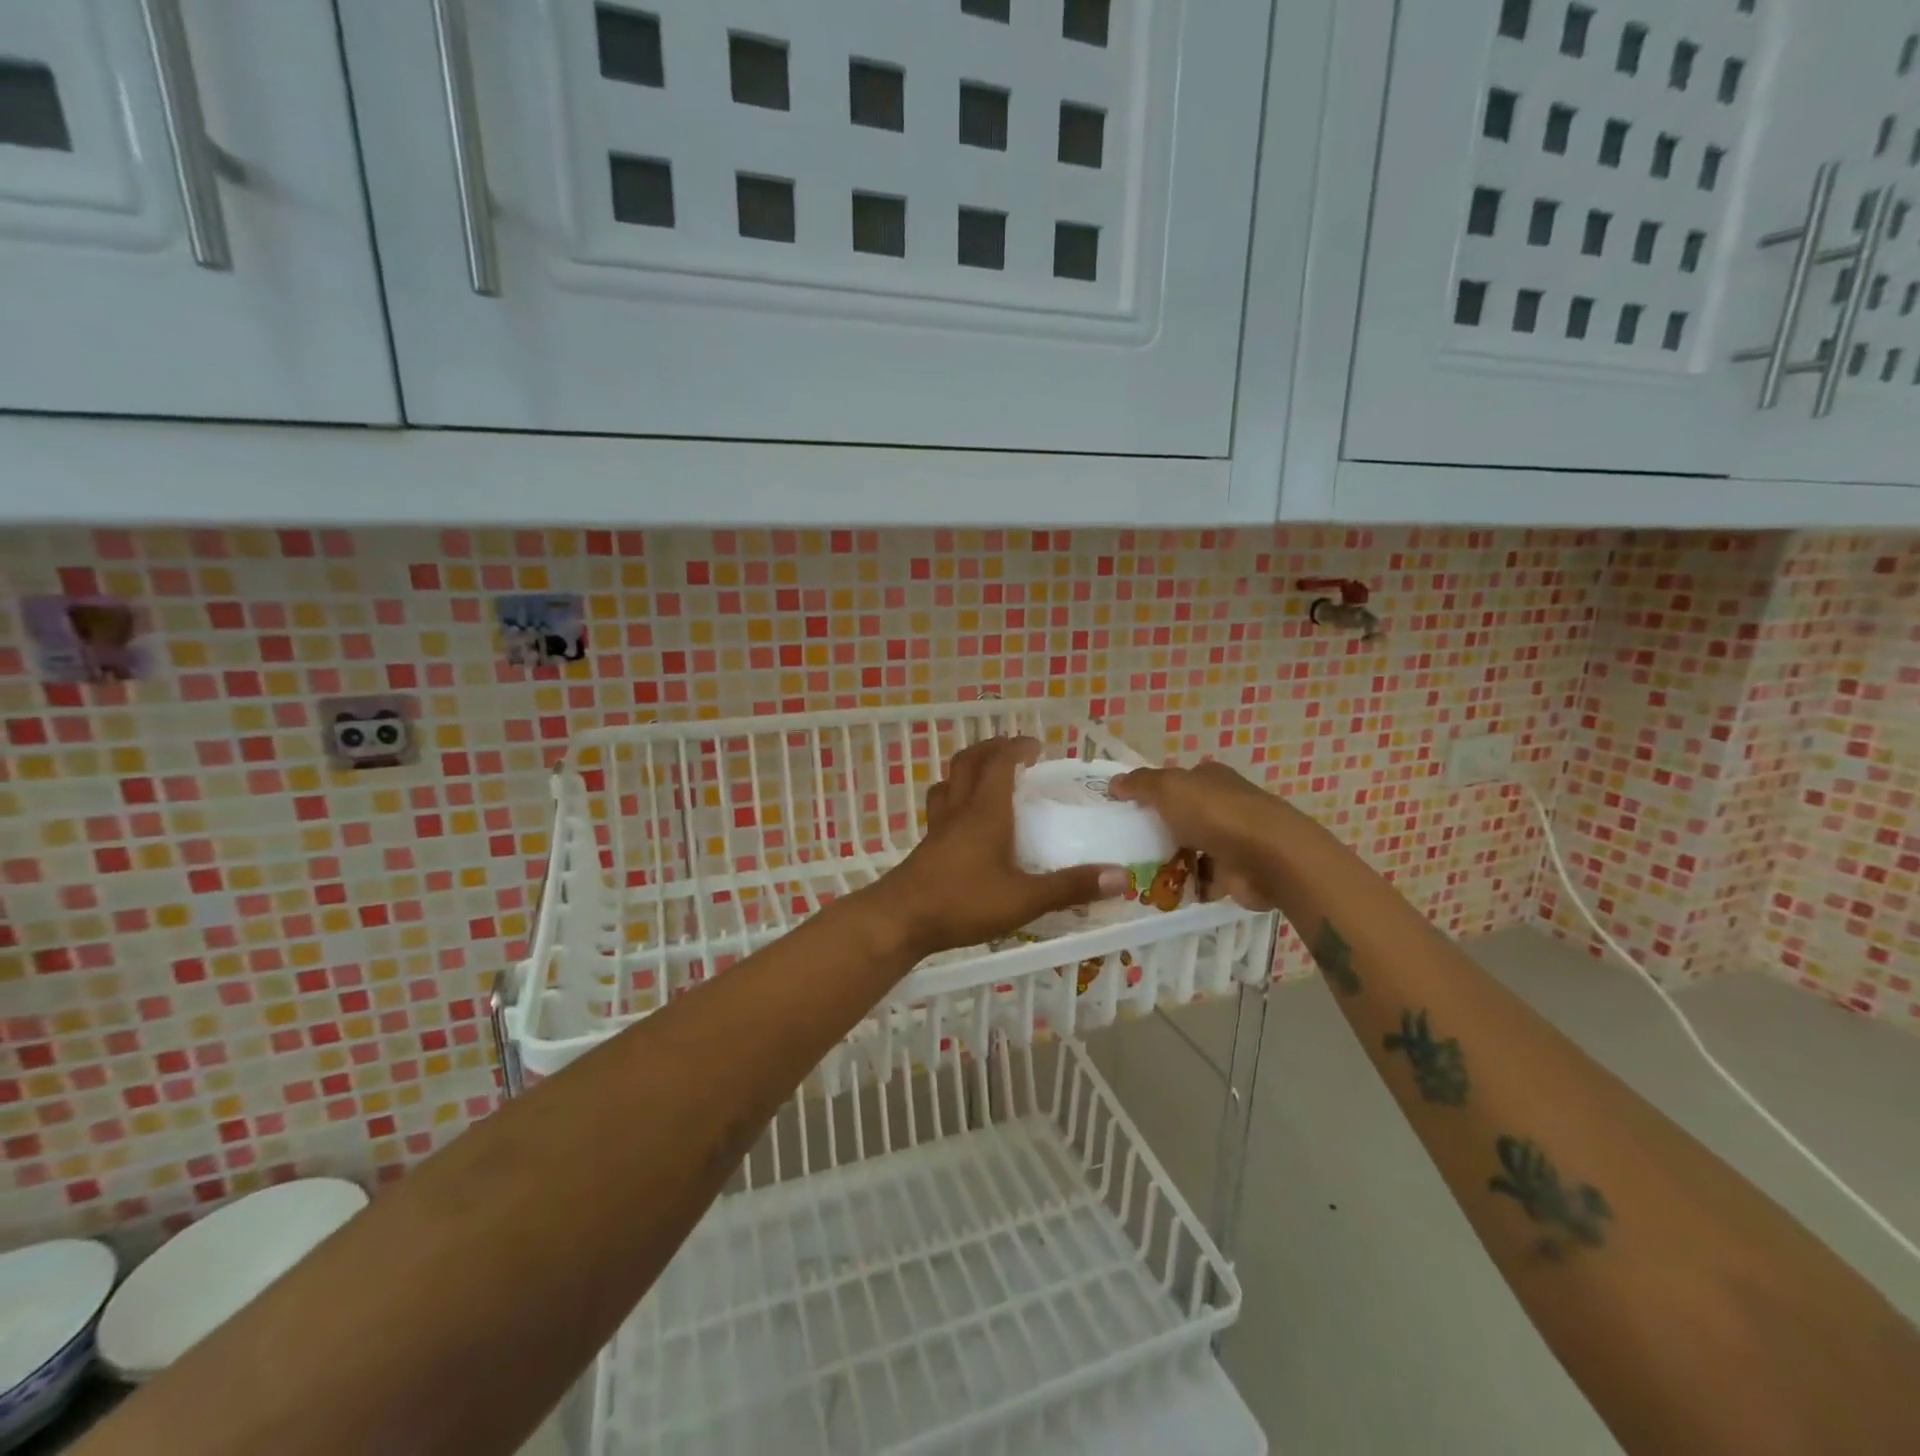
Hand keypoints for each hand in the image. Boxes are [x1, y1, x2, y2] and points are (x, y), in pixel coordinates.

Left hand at [875, 737, 1128, 958]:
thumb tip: (1121, 876)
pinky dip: (955, 797)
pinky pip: (940, 806)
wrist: (901, 920)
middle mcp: (960, 809)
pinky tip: (964, 820)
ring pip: (949, 781)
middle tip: (1013, 752)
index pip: (1000, 762)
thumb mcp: (1024, 899)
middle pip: (969, 761)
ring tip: (987, 776)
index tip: (1037, 746)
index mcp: (986, 811)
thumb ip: (1070, 887)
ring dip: (968, 768)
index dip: (1018, 747)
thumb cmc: (963, 902)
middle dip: (992, 748)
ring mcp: (938, 826)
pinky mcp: (927, 845)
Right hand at [1111, 760, 1287, 910]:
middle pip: (1183, 816)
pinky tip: (1161, 893)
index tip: (1126, 808)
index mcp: (1210, 779)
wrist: (1269, 858)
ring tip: (1136, 873)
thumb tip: (1114, 783)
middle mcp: (1223, 805)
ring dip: (1169, 860)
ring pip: (1191, 849)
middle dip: (1158, 830)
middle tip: (1126, 844)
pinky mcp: (1236, 873)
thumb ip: (1140, 784)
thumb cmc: (1216, 814)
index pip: (1178, 780)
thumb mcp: (1169, 788)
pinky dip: (1186, 886)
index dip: (1153, 791)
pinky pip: (1203, 879)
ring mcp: (1231, 841)